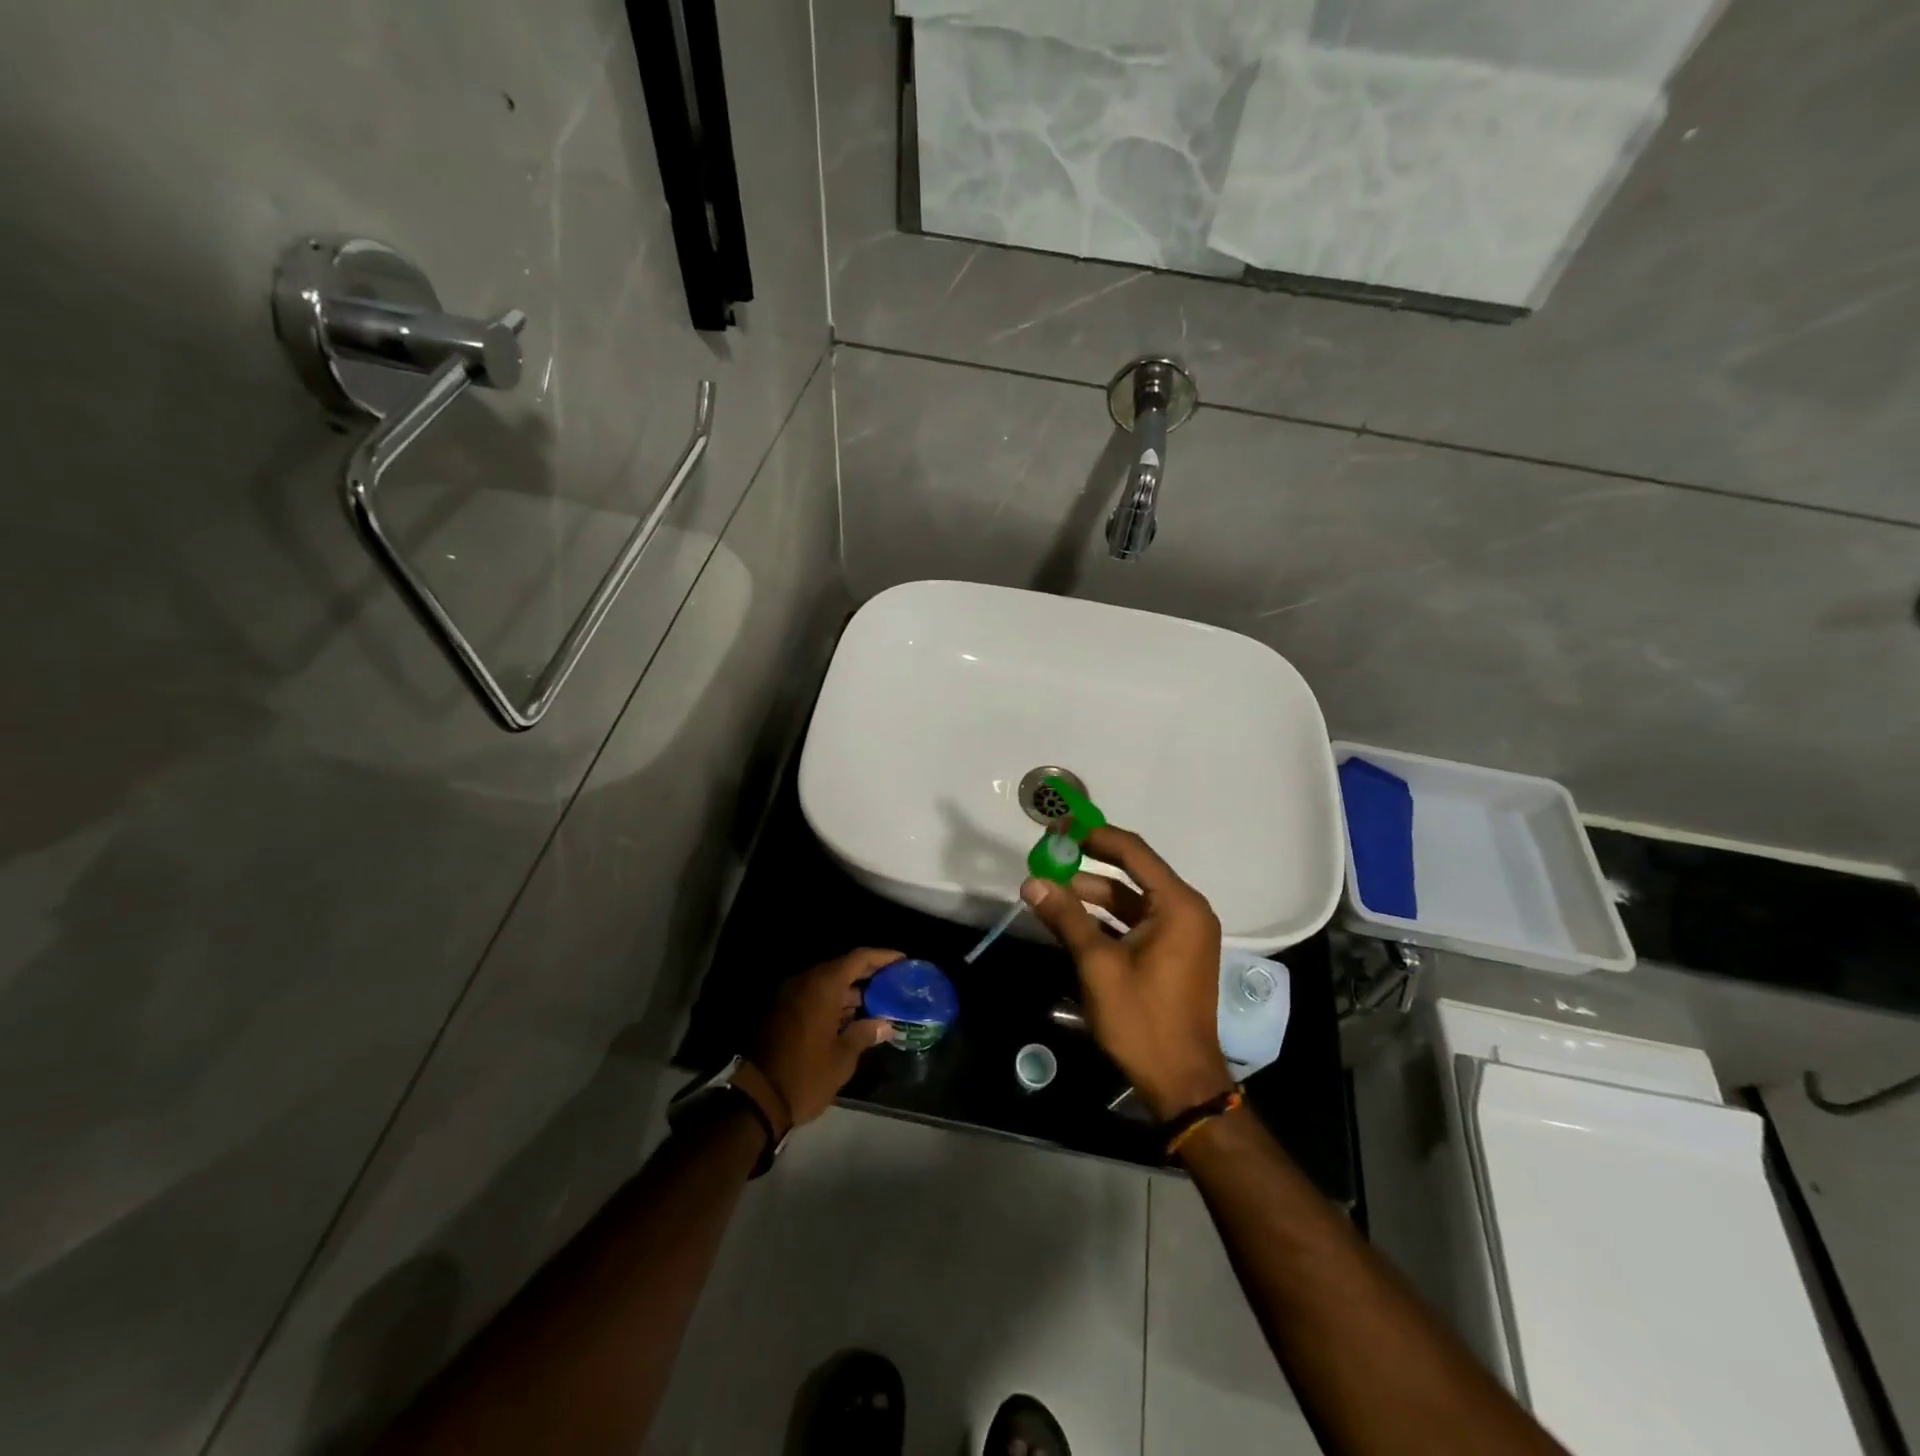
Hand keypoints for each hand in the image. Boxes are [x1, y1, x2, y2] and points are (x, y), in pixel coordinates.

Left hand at [752, 948, 899, 1126]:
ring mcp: (790, 997)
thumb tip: (886, 1025)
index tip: (903, 961)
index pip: (858, 958)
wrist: (756, 1098)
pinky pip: (813, 997)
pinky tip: (851, 1020)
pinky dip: (833, 1003)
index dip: (882, 957)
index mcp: (822, 986)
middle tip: (893, 983)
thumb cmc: (805, 1075)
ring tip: (878, 1004)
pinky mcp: (781, 1012)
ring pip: (826, 984)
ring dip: (850, 991)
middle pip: (842, 968)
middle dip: (868, 975)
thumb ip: (865, 1034)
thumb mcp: (842, 1058)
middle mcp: (805, 983)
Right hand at [1020, 827, 1234, 1120]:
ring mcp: (1181, 933)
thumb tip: (1031, 881)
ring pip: (1131, 900)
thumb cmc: (1142, 1019)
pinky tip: (1071, 921)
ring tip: (1050, 892)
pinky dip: (1106, 919)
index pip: (1132, 851)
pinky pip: (1136, 922)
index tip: (1058, 828)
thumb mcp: (1098, 964)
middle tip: (1048, 856)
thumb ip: (1066, 917)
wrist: (1180, 1082)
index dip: (1093, 835)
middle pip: (1132, 872)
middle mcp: (1186, 910)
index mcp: (1178, 905)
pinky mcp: (1173, 953)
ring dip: (1092, 895)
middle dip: (1088, 865)